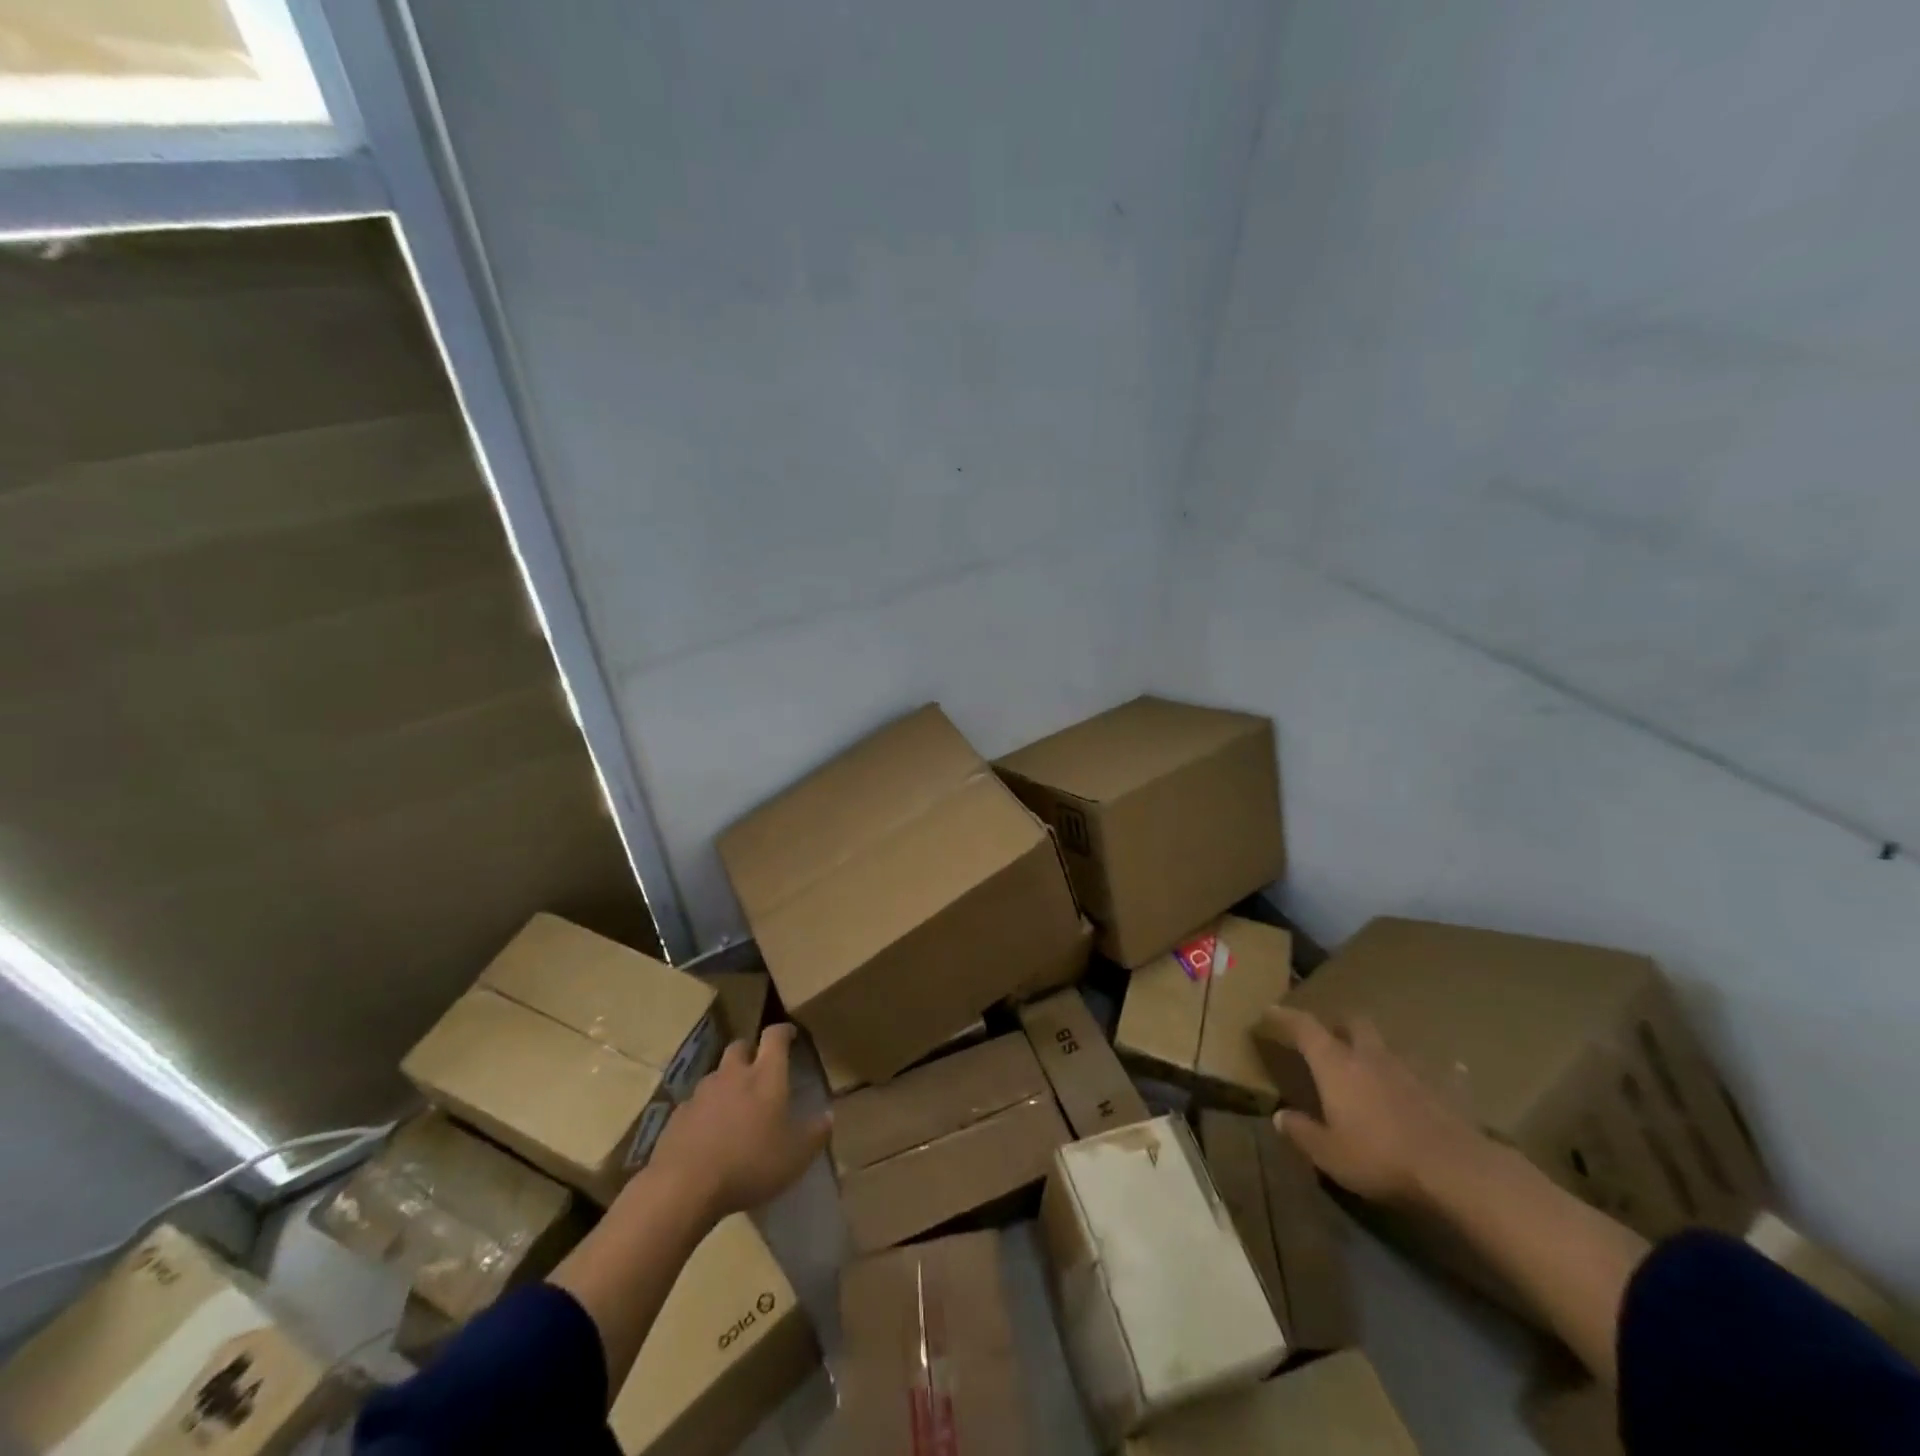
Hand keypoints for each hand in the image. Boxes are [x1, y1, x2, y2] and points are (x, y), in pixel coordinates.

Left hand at [649, 1023, 830, 1220]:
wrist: (684, 1186)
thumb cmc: (749, 1163)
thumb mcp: (795, 1155)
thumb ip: (816, 1133)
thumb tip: (829, 1115)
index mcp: (765, 1076)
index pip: (774, 1037)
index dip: (783, 1031)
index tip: (790, 1034)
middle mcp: (733, 1074)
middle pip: (740, 1047)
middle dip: (750, 1051)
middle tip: (759, 1068)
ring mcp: (701, 1093)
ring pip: (716, 1075)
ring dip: (726, 1082)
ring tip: (734, 1105)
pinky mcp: (678, 1115)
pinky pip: (696, 1103)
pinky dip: (705, 1110)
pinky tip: (709, 1133)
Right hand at [1265, 1006, 1487, 1204]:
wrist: (1456, 1170)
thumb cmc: (1380, 1157)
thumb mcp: (1329, 1153)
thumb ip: (1301, 1132)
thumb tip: (1279, 1116)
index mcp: (1335, 1064)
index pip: (1303, 1027)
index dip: (1284, 1016)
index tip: (1270, 1011)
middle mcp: (1369, 1055)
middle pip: (1352, 1022)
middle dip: (1339, 1025)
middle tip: (1330, 1038)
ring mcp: (1410, 1068)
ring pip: (1389, 1044)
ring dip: (1377, 1049)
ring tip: (1373, 1064)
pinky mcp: (1444, 1088)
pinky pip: (1436, 1071)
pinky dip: (1431, 1072)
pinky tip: (1435, 1077)